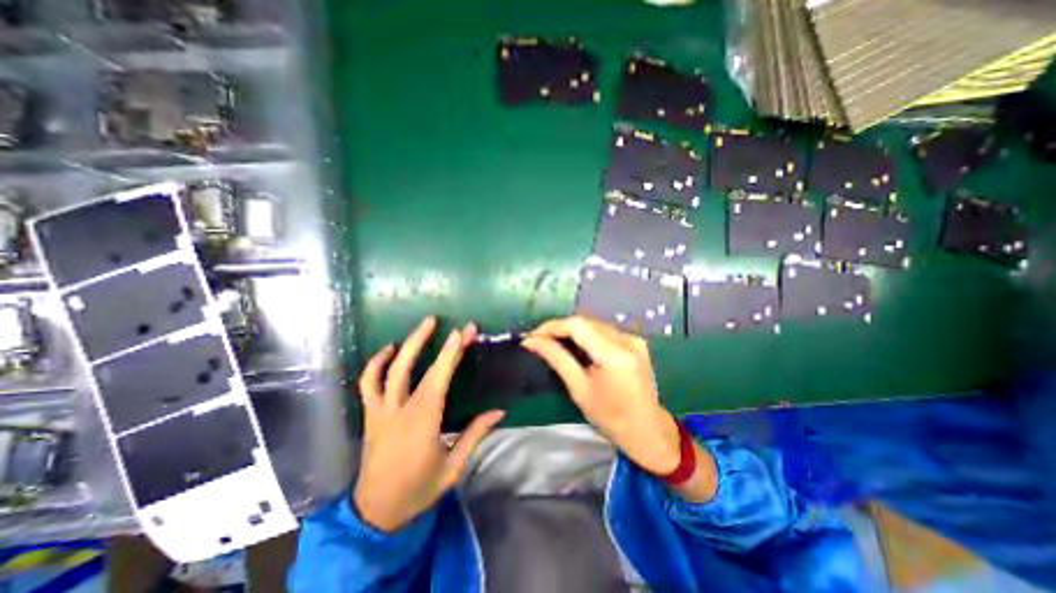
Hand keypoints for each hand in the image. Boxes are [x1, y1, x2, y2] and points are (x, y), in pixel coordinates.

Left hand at [352, 316, 504, 533]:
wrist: (375, 513)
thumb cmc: (418, 489)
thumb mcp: (453, 466)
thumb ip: (475, 434)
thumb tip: (499, 411)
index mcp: (422, 422)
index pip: (438, 379)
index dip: (450, 353)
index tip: (461, 332)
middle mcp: (398, 411)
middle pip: (410, 368)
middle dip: (425, 340)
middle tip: (437, 320)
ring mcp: (380, 411)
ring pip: (386, 371)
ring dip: (402, 345)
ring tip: (418, 327)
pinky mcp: (371, 415)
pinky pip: (368, 383)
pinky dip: (376, 363)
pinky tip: (389, 350)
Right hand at [518, 317, 675, 474]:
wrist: (648, 432)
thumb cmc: (611, 418)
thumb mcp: (579, 389)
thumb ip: (557, 359)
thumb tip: (531, 341)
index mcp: (614, 354)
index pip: (577, 325)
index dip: (552, 326)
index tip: (532, 336)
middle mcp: (627, 339)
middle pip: (586, 321)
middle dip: (560, 328)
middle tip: (539, 340)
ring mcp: (634, 339)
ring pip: (594, 325)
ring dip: (572, 331)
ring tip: (553, 343)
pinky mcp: (635, 342)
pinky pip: (604, 331)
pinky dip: (587, 336)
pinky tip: (576, 347)